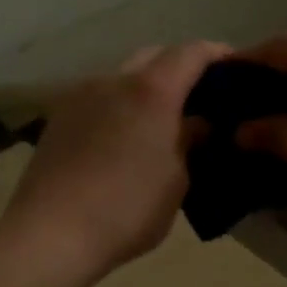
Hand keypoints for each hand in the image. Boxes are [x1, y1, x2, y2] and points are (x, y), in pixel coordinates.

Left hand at [3, 42, 227, 278]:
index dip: (217, 54)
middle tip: (201, 96)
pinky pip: (101, 98)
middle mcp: (115, 81)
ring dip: (148, 86)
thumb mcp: (177, 180)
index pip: (191, 53)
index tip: (236, 67)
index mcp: (151, 91)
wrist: (50, 234)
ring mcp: (81, 96)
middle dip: (180, 68)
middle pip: (155, 56)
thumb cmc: (127, 209)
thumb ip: (190, 142)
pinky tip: (127, 135)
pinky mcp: (59, 117)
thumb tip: (198, 123)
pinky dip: (122, 104)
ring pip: (124, 76)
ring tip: (163, 117)